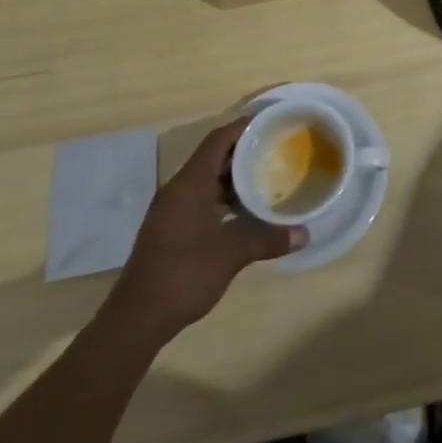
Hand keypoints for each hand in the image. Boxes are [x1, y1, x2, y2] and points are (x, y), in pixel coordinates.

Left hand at [109, 116, 303, 338]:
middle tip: (275, 150)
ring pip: (206, 181)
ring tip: (266, 178)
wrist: (136, 320)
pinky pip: (200, 200)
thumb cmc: (184, 274)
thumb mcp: (231, 254)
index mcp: (189, 184)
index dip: (243, 127)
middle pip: (212, 158)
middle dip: (243, 152)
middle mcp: (177, 190)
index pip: (218, 140)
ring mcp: (171, 212)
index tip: (270, 122)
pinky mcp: (169, 231)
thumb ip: (268, 239)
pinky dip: (223, 199)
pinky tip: (244, 213)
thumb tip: (305, 234)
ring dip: (233, 178)